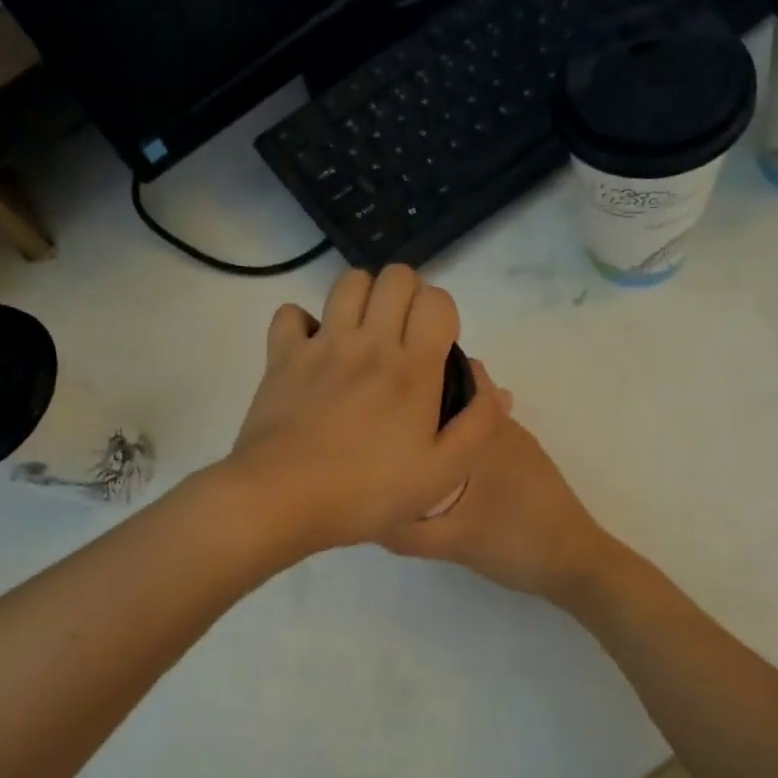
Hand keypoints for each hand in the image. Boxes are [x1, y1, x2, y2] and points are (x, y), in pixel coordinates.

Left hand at [226, 266, 503, 555]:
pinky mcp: (282, 355)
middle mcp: (369, 342)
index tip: (436, 348)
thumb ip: (478, 425)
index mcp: (412, 368)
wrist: (282, 499)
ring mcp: (322, 344)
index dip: (443, 314)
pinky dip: (304, 322)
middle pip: (395, 277)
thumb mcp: (441, 473)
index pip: (437, 300)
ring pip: (348, 282)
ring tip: (363, 334)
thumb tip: (496, 388)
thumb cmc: (366, 492)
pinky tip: (314, 349)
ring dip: (363, 297)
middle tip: (403, 336)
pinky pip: (292, 312)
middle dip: (407, 296)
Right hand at [383, 387, 618, 605]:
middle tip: (384, 416)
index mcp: (484, 434)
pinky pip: (484, 438)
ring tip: (405, 438)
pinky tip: (439, 465)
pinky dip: (461, 440)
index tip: (381, 385)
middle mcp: (503, 427)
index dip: (416, 376)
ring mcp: (519, 443)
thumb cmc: (515, 542)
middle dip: (424, 400)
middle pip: (459, 397)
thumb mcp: (451, 543)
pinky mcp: (526, 462)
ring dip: (444, 421)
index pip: (450, 381)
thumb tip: (364, 514)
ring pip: (473, 419)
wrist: (577, 564)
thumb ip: (404, 531)